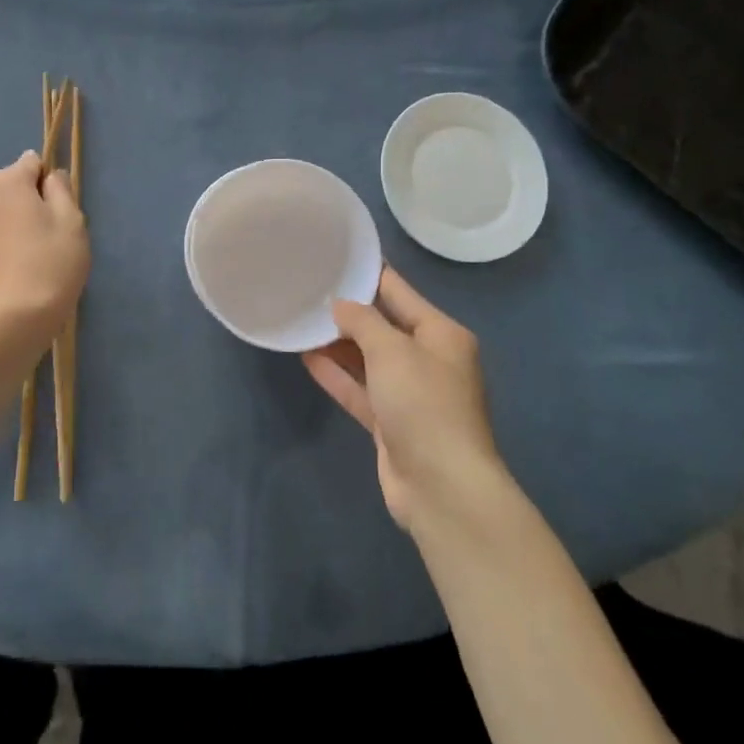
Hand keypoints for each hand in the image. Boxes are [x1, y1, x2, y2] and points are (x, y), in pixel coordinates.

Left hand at [0, 152, 89, 341]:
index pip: (28, 162)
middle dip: (12, 186)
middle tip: (34, 217)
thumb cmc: (52, 262)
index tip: (56, 205)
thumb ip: (61, 190)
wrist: (16, 313)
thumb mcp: (71, 221)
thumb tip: (50, 176)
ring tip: (19, 234)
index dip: (45, 179)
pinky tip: (7, 251)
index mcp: (7, 181)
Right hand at [303, 267, 512, 536]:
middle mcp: (429, 360)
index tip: (336, 258)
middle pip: (383, 327)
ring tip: (301, 321)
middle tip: (308, 291)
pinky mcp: (391, 423)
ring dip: (338, 344)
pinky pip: (360, 390)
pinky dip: (338, 375)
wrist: (442, 486)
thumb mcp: (392, 350)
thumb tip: (340, 304)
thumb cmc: (423, 404)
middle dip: (349, 312)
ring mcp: (410, 394)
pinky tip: (307, 358)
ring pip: (368, 360)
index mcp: (442, 334)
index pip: (400, 293)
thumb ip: (362, 321)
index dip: (369, 275)